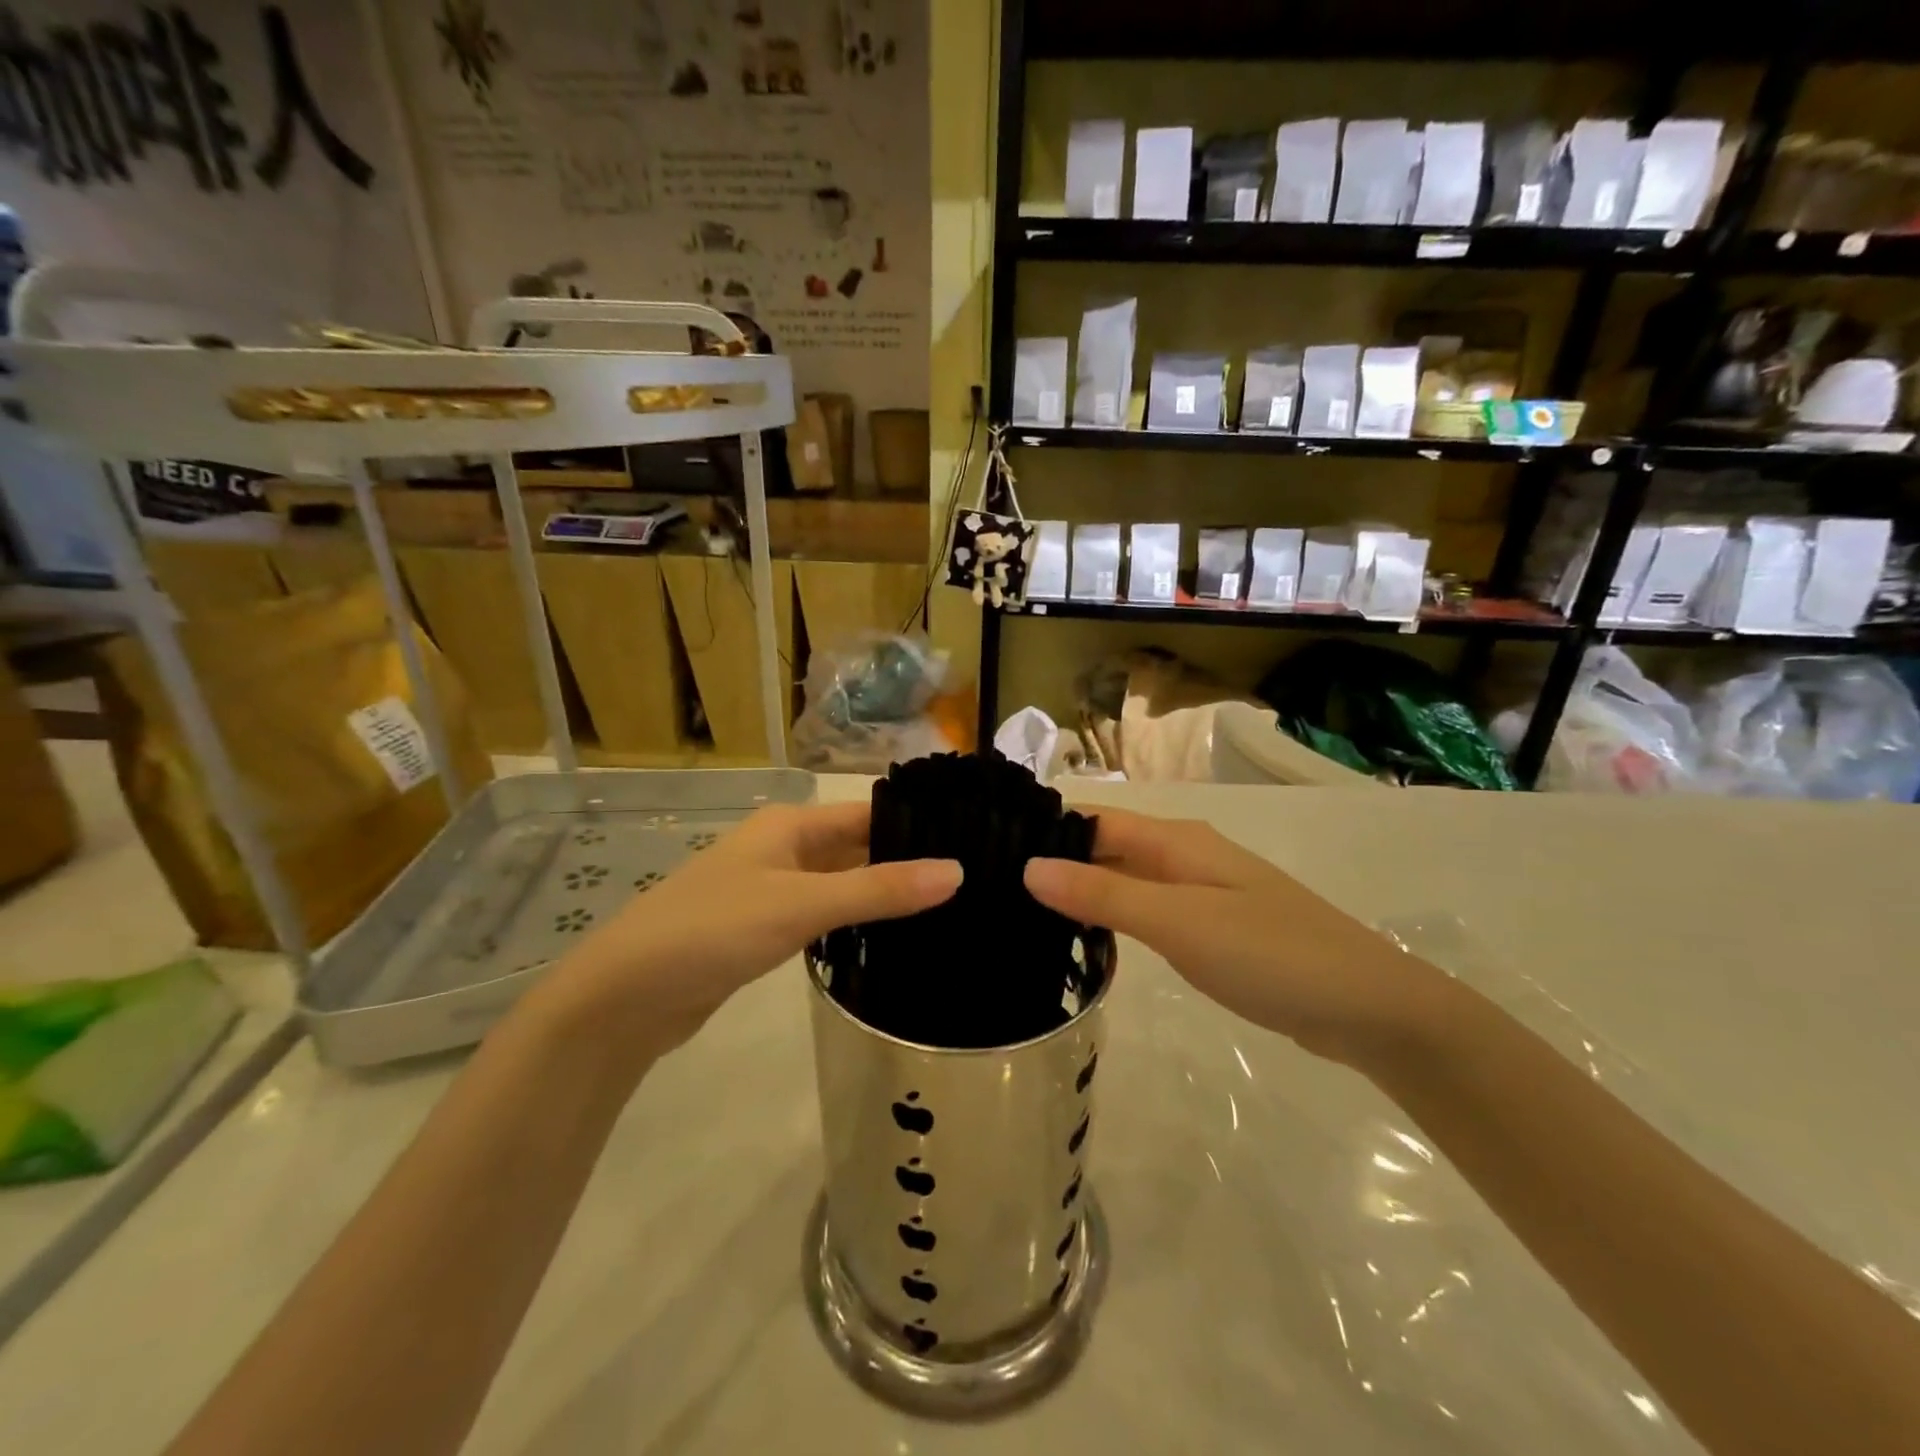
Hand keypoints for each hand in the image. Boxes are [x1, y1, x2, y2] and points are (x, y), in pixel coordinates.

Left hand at [533, 802, 961, 1064]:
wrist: (626, 995)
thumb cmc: (714, 929)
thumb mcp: (803, 904)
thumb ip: (880, 890)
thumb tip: (957, 871)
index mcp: (791, 824)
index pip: (868, 813)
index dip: (916, 826)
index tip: (971, 844)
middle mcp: (784, 848)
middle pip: (857, 847)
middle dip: (904, 862)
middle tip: (969, 883)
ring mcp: (773, 890)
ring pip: (842, 883)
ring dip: (882, 894)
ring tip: (946, 910)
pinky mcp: (765, 929)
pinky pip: (823, 915)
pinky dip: (854, 922)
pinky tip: (890, 939)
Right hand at [1024, 808, 1444, 1065]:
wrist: (1367, 1008)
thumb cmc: (1270, 954)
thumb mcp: (1178, 922)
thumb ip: (1104, 893)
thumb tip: (1029, 867)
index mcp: (1175, 841)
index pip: (1092, 819)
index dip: (1044, 832)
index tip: (990, 856)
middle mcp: (1183, 856)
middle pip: (1105, 848)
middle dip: (1057, 865)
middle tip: (996, 895)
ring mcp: (1199, 893)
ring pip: (1124, 881)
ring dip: (1082, 894)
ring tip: (1024, 918)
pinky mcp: (1210, 929)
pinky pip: (1146, 912)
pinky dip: (1113, 921)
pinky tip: (1085, 944)